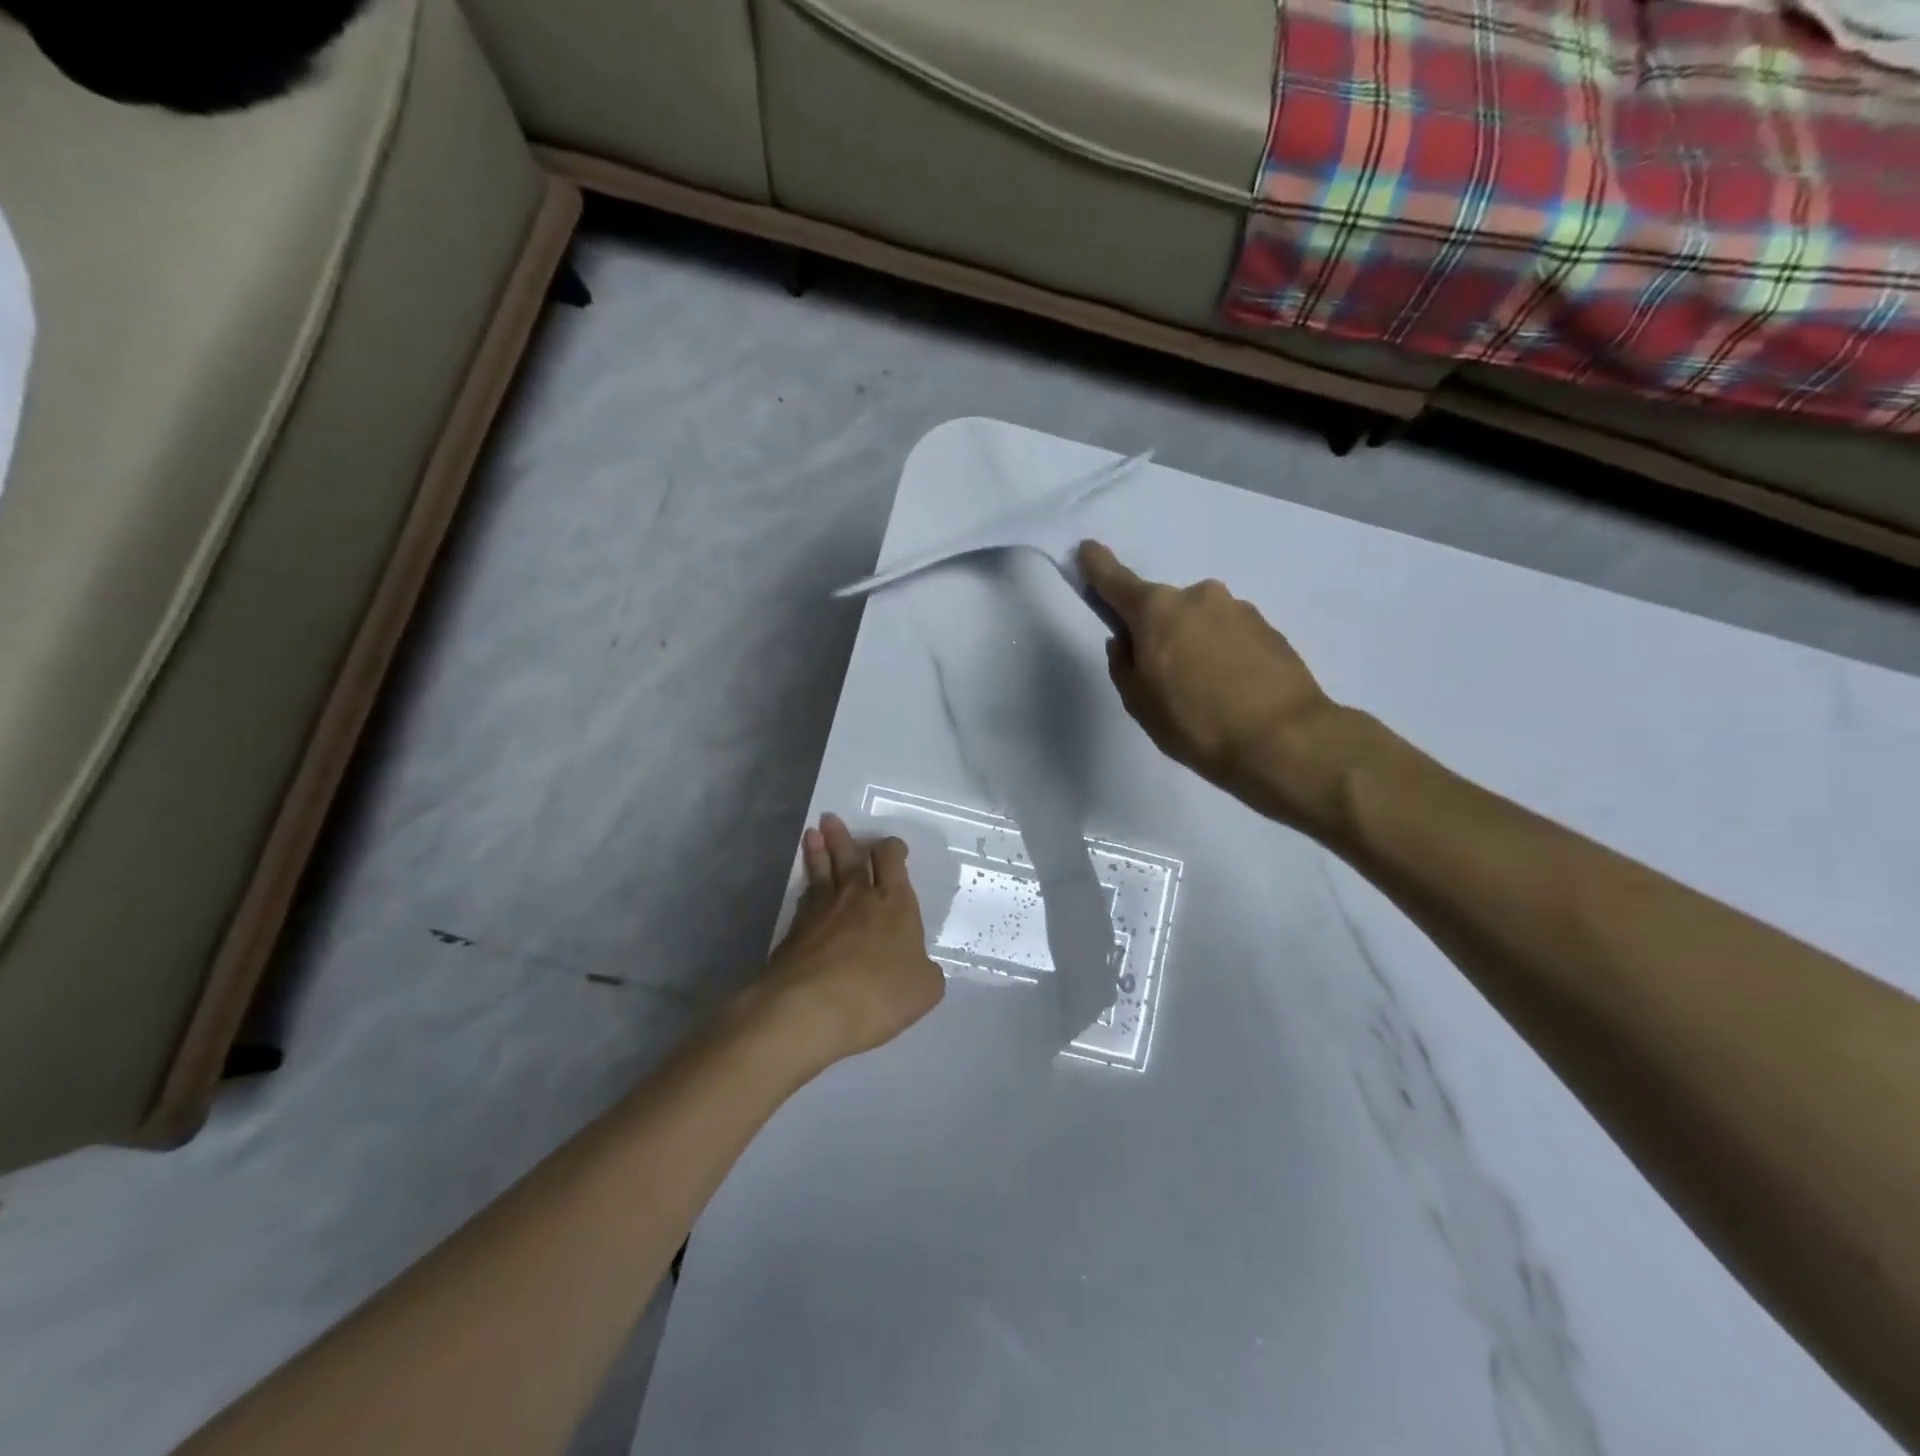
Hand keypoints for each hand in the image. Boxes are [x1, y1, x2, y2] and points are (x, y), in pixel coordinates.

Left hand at [754, 813, 944, 1066]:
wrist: (811, 1007)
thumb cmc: (879, 993)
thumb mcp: (924, 988)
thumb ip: (926, 971)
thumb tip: (919, 966)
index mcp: (894, 902)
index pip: (892, 861)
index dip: (892, 849)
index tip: (891, 846)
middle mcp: (857, 896)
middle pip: (851, 857)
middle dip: (844, 838)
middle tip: (831, 820)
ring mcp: (821, 910)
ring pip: (822, 871)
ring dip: (819, 851)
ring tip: (813, 834)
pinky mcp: (794, 931)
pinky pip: (804, 899)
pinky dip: (807, 887)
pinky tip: (806, 887)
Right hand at [1079, 540, 1347, 825]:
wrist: (1285, 740)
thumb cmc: (1195, 722)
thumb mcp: (1139, 702)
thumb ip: (1124, 664)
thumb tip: (1129, 641)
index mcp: (1156, 610)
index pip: (1115, 580)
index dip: (1097, 566)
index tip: (1087, 550)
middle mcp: (1198, 596)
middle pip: (1164, 608)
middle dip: (1158, 632)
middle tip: (1164, 678)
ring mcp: (1238, 609)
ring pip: (1201, 622)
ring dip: (1195, 644)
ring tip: (1206, 692)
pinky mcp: (1270, 628)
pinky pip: (1231, 636)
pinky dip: (1224, 655)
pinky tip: (1232, 691)